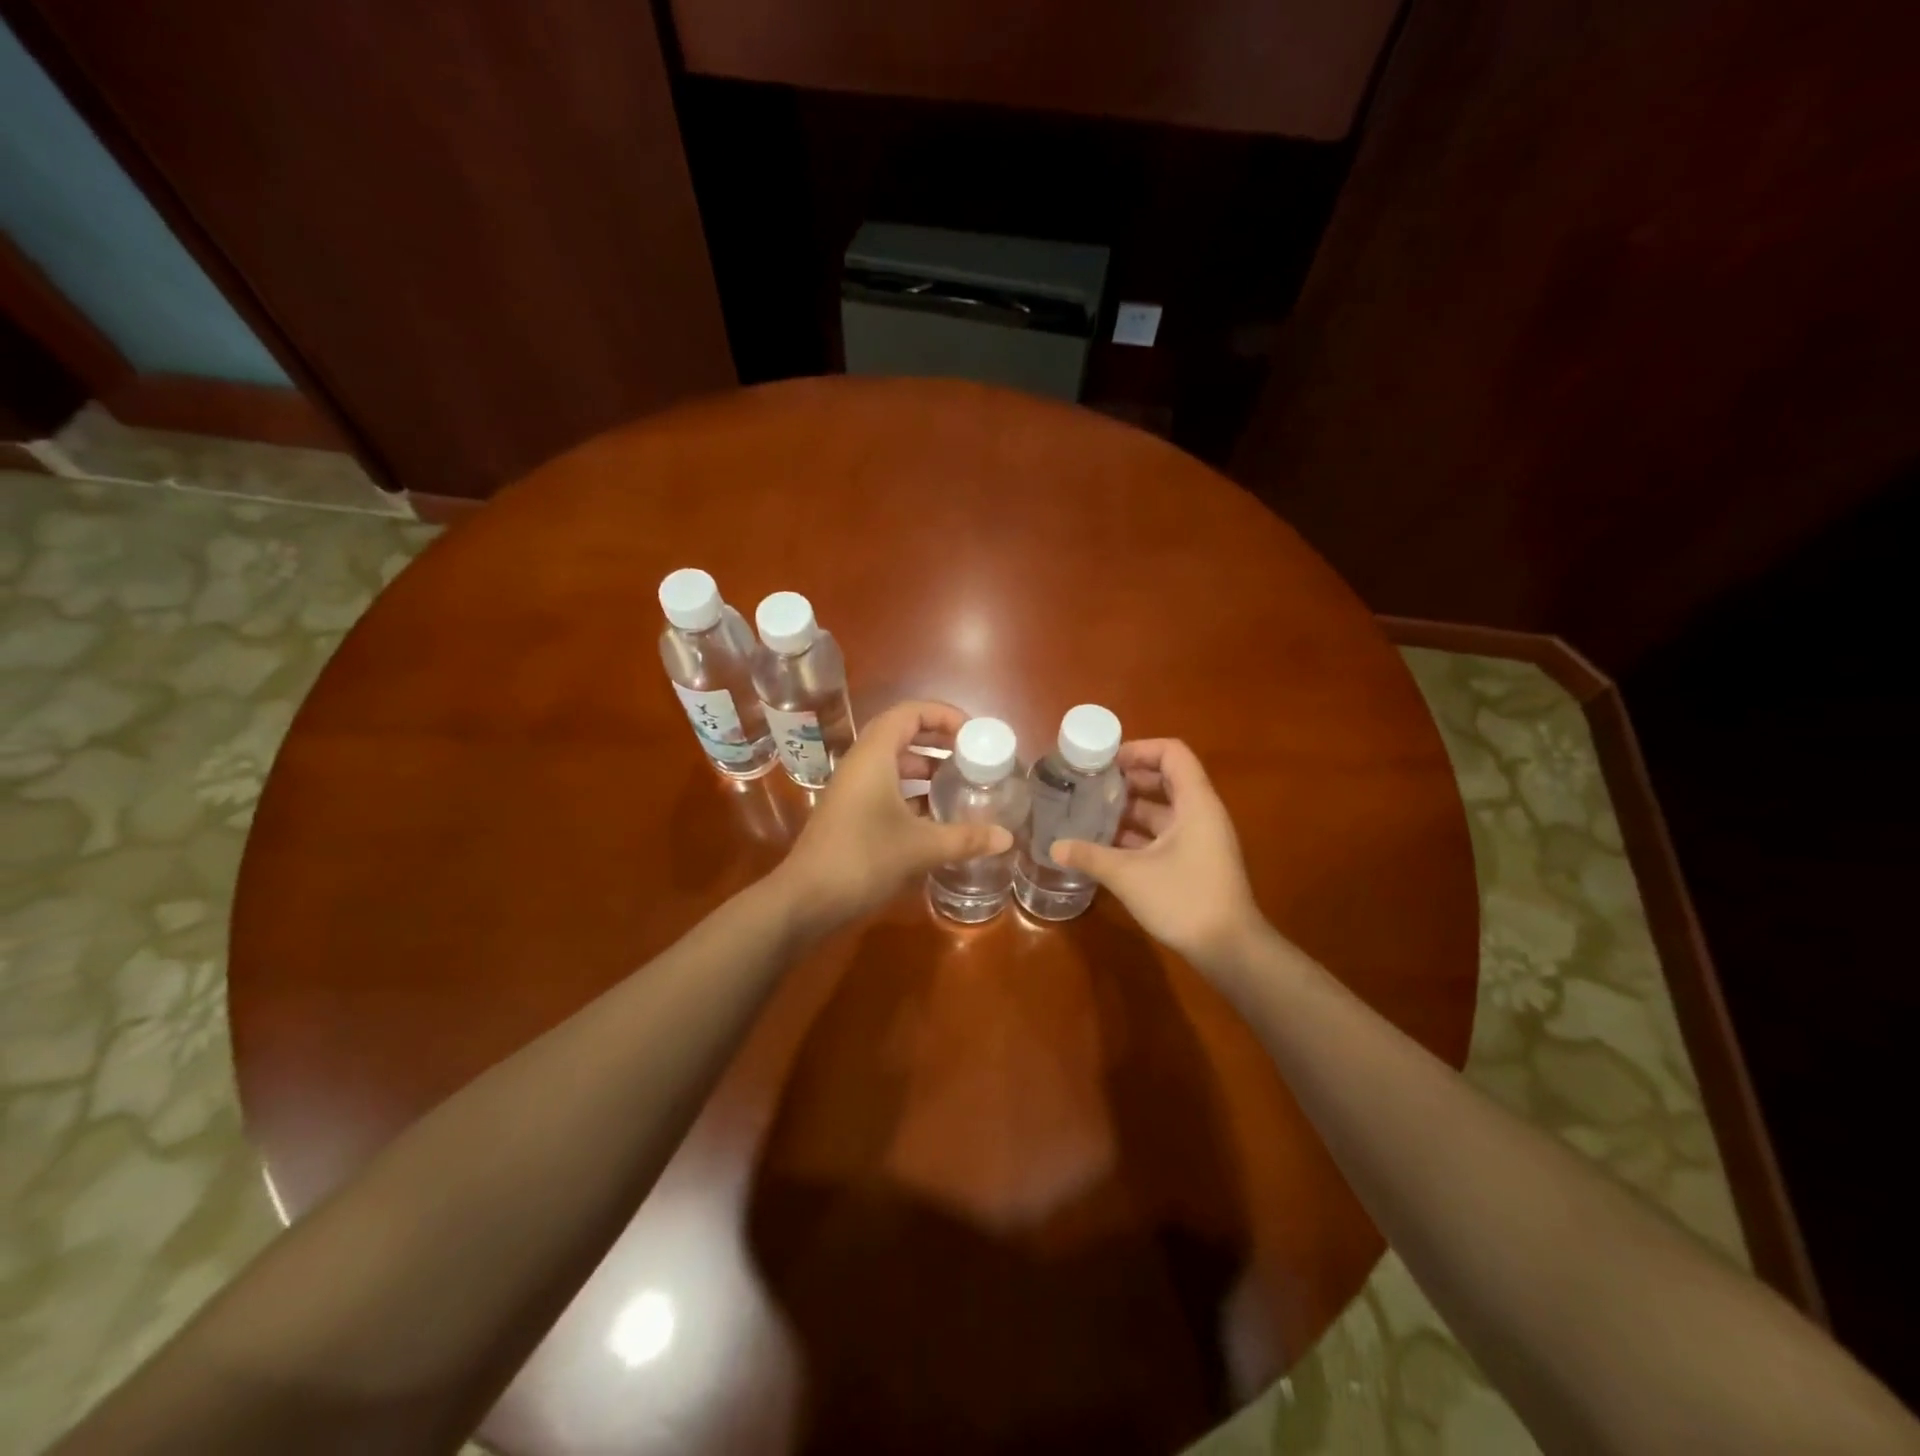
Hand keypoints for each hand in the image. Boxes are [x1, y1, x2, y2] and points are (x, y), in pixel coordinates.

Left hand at [772, 700, 1013, 931]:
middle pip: (901, 734)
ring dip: (924, 769)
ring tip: (958, 784)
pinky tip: (935, 817)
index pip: (909, 713)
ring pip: (892, 764)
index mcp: (874, 756)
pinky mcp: (849, 813)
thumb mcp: (920, 847)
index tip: (973, 732)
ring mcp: (851, 790)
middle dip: (937, 740)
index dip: (943, 715)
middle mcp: (860, 764)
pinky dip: (911, 793)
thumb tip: (1007, 837)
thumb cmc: (863, 859)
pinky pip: (884, 788)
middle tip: (970, 755)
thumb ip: (965, 838)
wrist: (805, 899)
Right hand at [1052, 739, 1266, 971]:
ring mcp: (1201, 839)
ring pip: (1163, 810)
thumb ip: (1090, 856)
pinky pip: (1164, 835)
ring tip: (1091, 813)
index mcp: (1195, 803)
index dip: (1139, 749)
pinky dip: (1138, 835)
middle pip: (1166, 779)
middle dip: (1127, 780)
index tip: (1105, 762)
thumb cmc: (1184, 899)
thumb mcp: (1129, 875)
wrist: (1230, 949)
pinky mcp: (1196, 862)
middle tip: (1090, 786)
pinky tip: (1107, 846)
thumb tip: (1055, 847)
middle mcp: (1201, 814)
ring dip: (1129, 809)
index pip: (1172, 753)